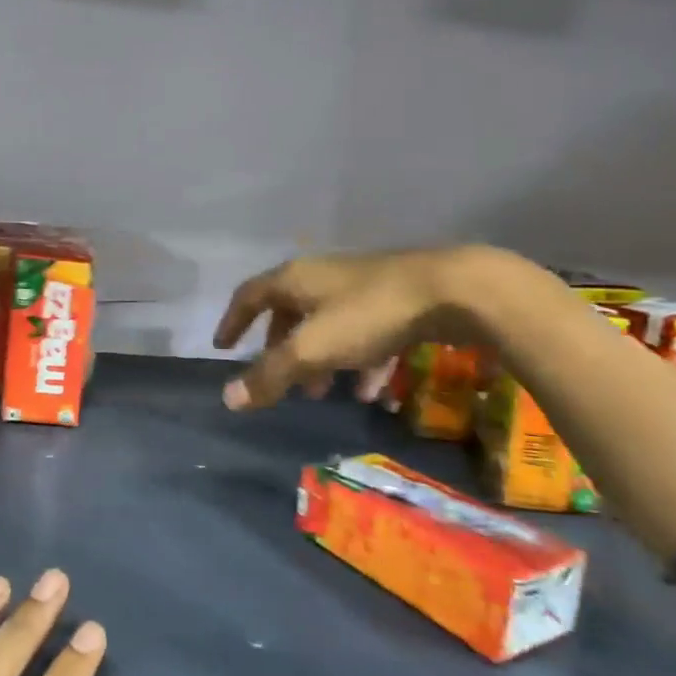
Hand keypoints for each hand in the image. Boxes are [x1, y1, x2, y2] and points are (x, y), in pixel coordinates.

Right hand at [213, 246, 502, 409]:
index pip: (249, 295)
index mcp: (295, 279)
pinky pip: (364, 332)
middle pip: (288, 311)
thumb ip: (270, 375)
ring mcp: (360, 286)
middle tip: (279, 377)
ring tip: (322, 394)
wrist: (452, 290)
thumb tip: (228, 398)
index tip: (223, 347)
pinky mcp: (394, 299)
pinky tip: (372, 391)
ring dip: (320, 360)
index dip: (233, 322)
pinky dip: (359, 361)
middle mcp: (322, 277)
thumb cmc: (369, 314)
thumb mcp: (313, 349)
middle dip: (280, 347)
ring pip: (327, 325)